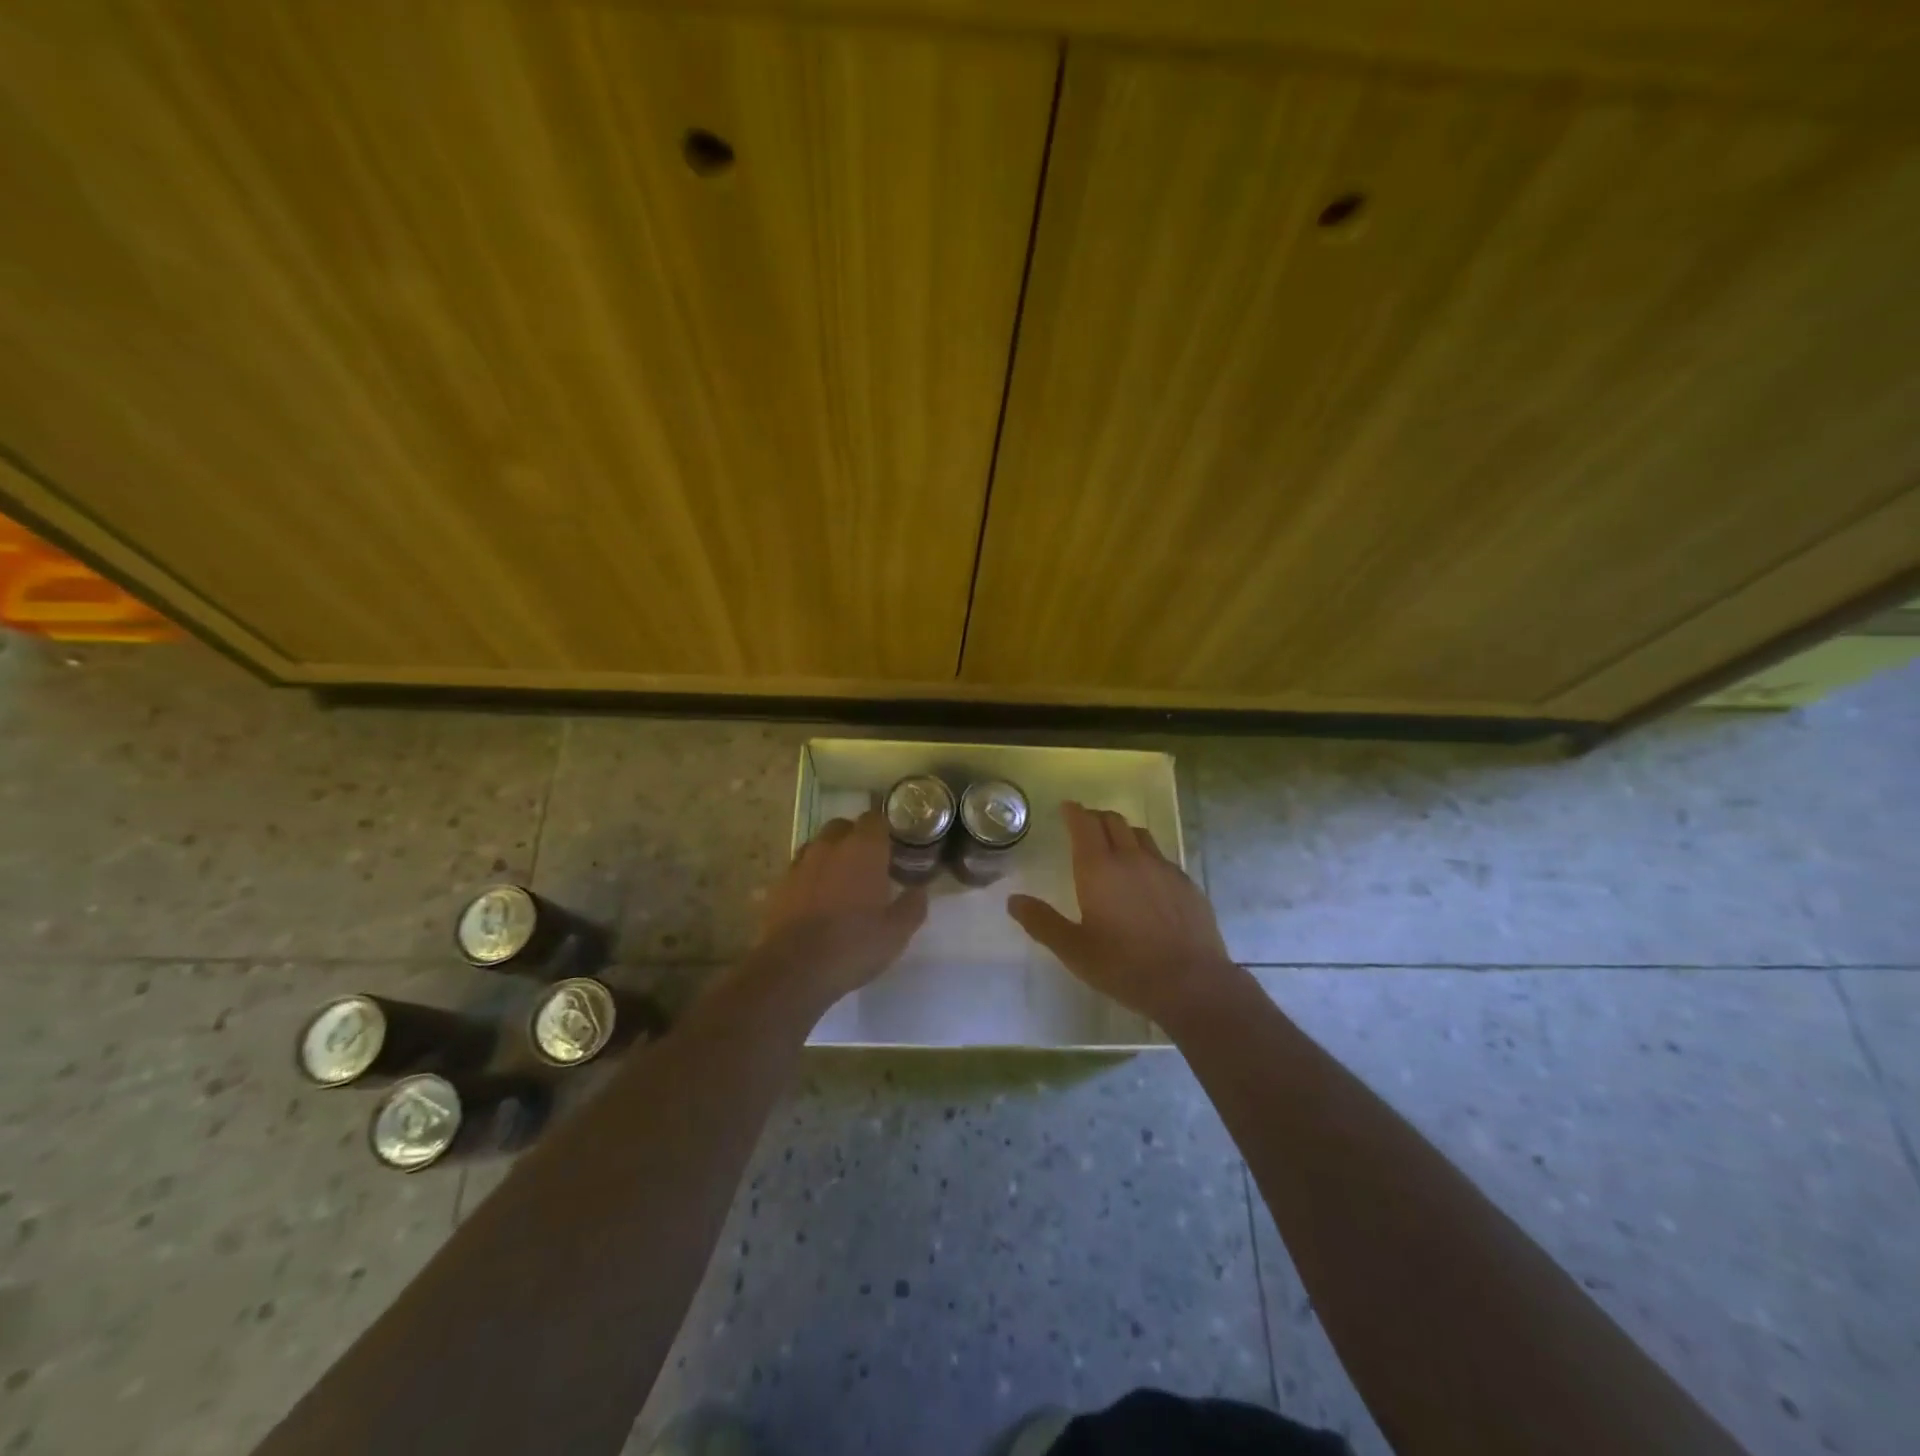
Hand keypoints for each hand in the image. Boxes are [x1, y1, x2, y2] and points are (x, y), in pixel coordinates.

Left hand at [747, 811, 927, 1008]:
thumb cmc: (853, 945)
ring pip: (819, 845)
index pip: (875, 818)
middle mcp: (829, 846)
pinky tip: (818, 900)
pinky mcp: (779, 884)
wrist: (793, 970)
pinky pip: (800, 868)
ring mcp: (800, 863)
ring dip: (831, 855)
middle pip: (843, 826)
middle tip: (870, 864)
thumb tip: (918, 891)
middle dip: (856, 838)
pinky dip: (811, 876)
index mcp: (863, 849)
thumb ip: (912, 906)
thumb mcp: (896, 933)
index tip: (894, 847)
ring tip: (842, 882)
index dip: (885, 830)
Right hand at [1007, 801, 1246, 1029]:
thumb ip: (1042, 922)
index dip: (1073, 812)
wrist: (1191, 983)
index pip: (1084, 824)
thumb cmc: (1124, 966)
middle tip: (1085, 825)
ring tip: (1115, 845)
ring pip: (1140, 835)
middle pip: (1113, 821)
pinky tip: (1146, 878)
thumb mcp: (1074, 950)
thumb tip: (1013, 901)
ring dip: (1123, 832)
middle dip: (1096, 818)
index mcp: (1099, 868)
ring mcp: (1164, 868)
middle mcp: (1132, 858)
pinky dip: (1146, 855)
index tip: (1066, 808)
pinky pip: (1162, 857)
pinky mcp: (1187, 884)